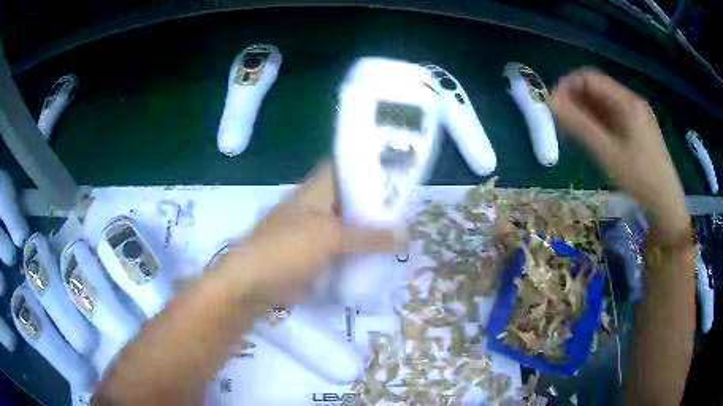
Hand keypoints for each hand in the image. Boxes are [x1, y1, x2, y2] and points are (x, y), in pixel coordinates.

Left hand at [222, 162, 393, 309]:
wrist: (251, 285)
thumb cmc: (285, 249)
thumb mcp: (329, 238)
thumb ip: (368, 236)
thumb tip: (406, 235)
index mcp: (317, 191)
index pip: (346, 168)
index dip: (371, 167)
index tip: (399, 175)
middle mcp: (318, 208)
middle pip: (353, 201)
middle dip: (379, 206)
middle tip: (411, 212)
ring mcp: (316, 234)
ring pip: (350, 229)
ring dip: (372, 234)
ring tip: (406, 236)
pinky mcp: (316, 258)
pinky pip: (344, 253)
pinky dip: (360, 256)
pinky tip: (383, 260)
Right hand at [552, 69, 688, 241]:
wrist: (666, 204)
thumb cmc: (639, 178)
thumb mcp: (607, 153)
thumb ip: (579, 125)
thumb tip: (551, 102)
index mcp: (627, 101)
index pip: (590, 77)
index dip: (568, 86)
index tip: (553, 105)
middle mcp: (633, 101)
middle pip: (598, 89)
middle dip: (576, 100)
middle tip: (560, 121)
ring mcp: (638, 115)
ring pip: (605, 103)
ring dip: (586, 112)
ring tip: (573, 132)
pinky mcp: (639, 128)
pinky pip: (614, 116)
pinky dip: (599, 122)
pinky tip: (592, 137)